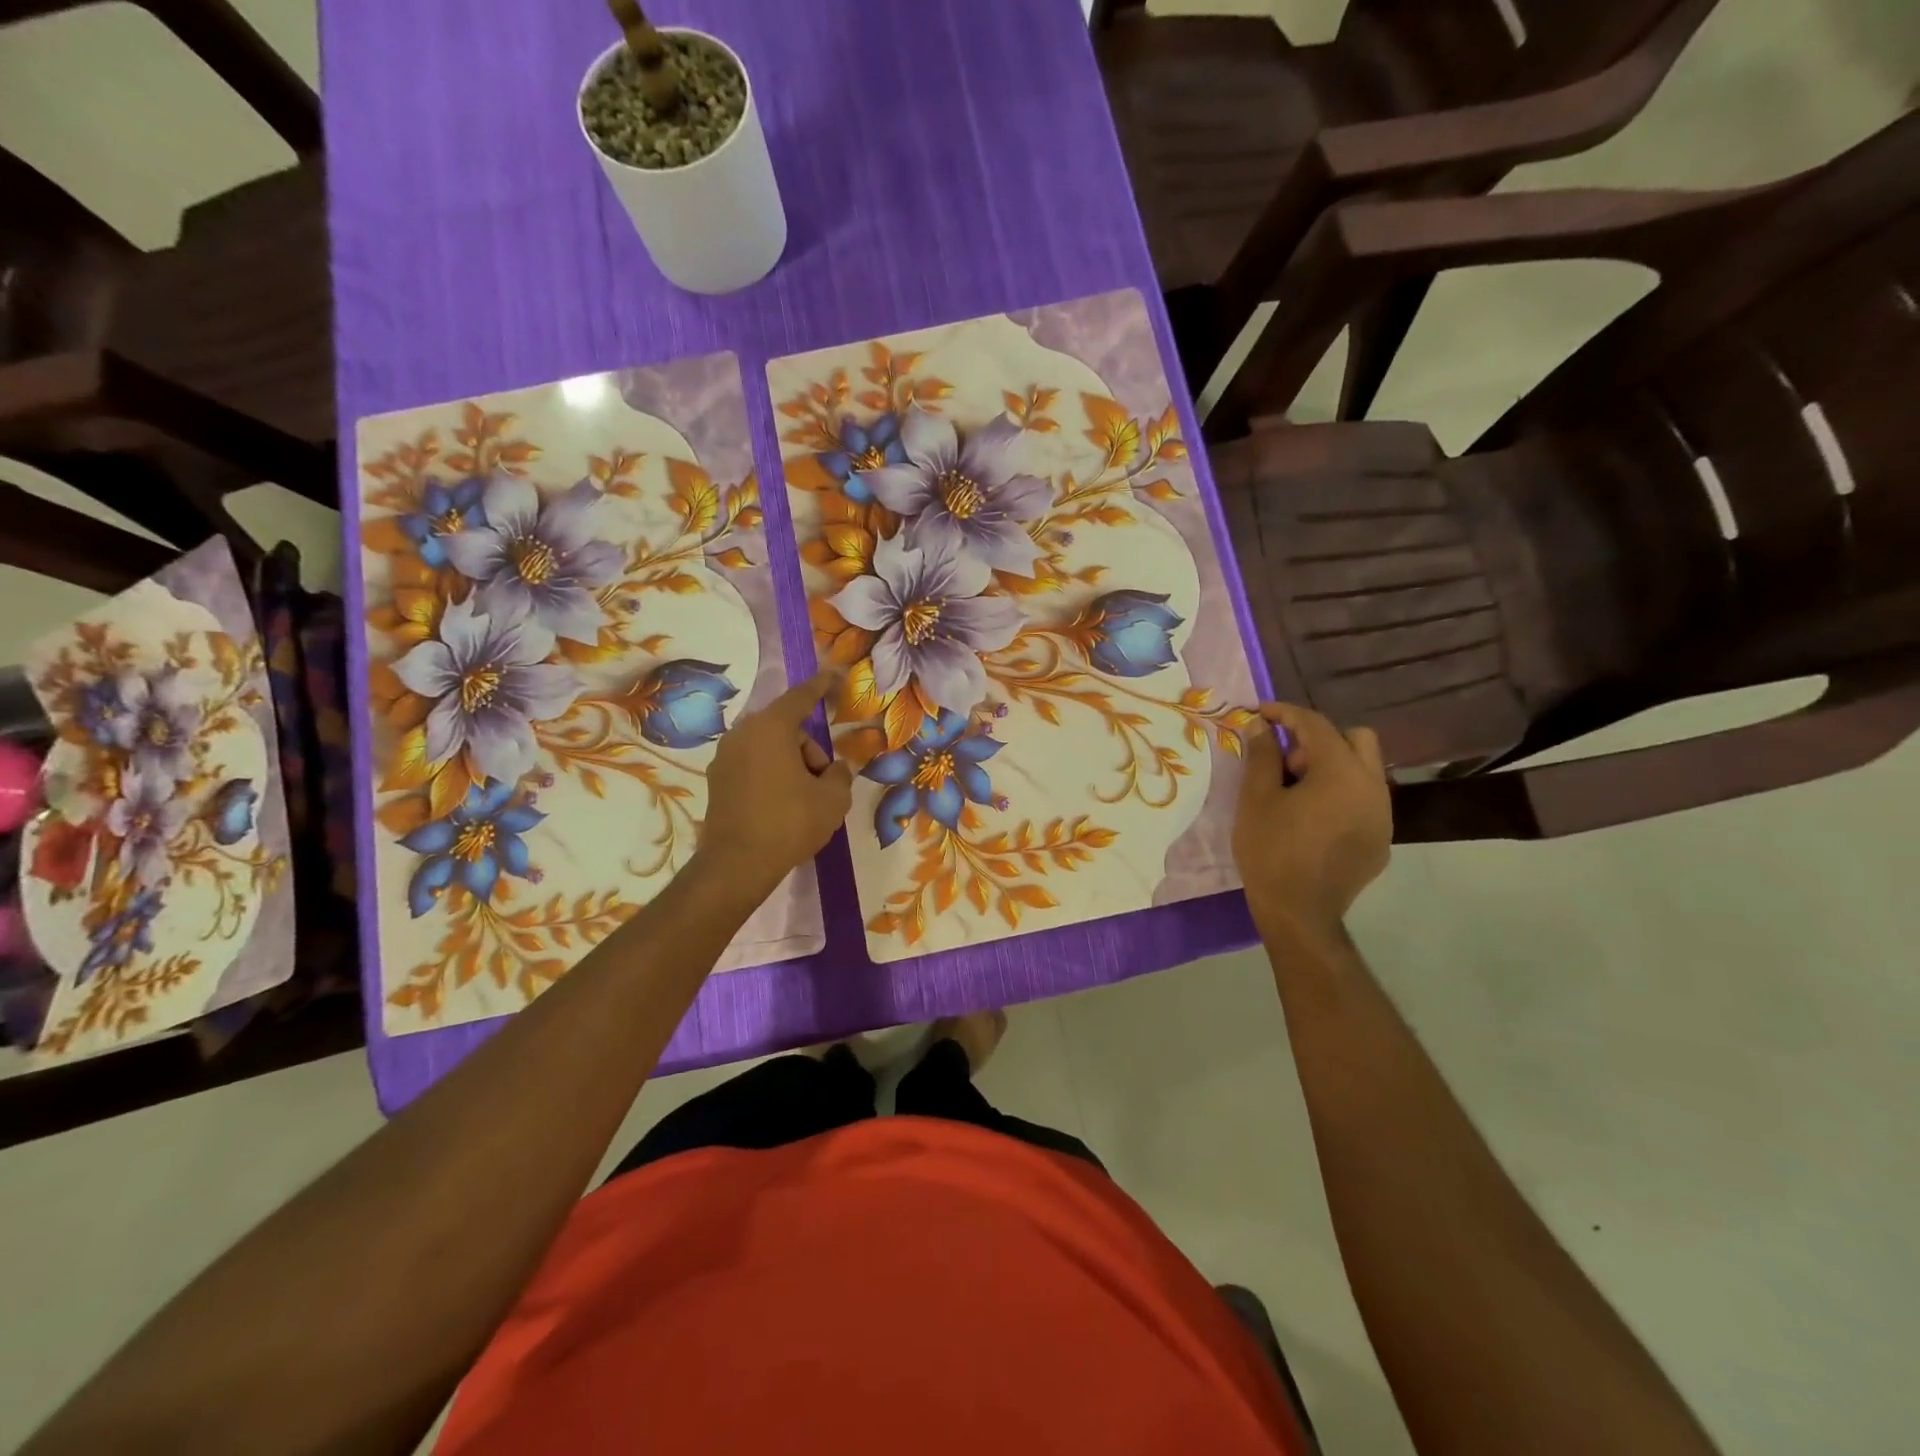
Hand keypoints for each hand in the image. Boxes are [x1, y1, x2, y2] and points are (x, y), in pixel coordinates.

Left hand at [695, 671, 852, 902]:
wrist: (737, 864)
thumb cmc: (790, 822)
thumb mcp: (833, 799)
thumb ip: (840, 775)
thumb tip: (833, 771)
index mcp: (771, 728)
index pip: (801, 697)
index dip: (821, 686)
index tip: (835, 676)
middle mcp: (743, 734)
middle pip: (786, 728)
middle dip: (809, 749)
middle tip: (823, 782)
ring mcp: (725, 757)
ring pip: (770, 747)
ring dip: (791, 764)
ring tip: (804, 800)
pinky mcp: (717, 780)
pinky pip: (754, 765)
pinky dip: (771, 776)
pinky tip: (782, 806)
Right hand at [1233, 702, 1390, 945]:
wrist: (1299, 913)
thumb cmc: (1271, 850)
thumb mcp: (1256, 798)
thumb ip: (1261, 755)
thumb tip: (1261, 725)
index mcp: (1342, 772)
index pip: (1316, 725)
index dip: (1286, 713)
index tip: (1260, 714)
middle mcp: (1372, 787)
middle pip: (1355, 739)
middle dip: (1319, 739)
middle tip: (1286, 762)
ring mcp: (1383, 816)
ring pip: (1364, 770)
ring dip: (1332, 767)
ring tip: (1296, 793)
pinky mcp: (1382, 840)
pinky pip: (1365, 801)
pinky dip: (1341, 795)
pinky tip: (1313, 820)